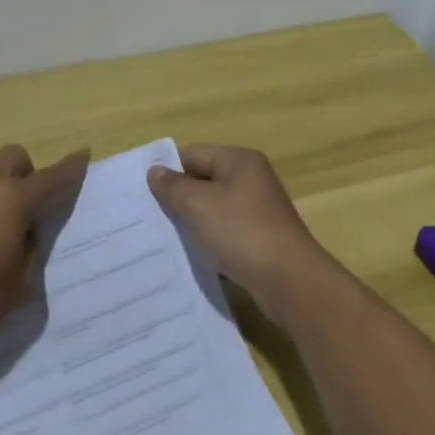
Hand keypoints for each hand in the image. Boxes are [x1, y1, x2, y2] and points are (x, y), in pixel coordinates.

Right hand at [147, 144, 338, 322]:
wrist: (289, 280)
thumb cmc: (241, 232)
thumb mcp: (198, 205)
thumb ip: (173, 186)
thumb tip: (155, 171)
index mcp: (239, 161)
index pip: (193, 154)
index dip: (169, 171)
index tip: (145, 195)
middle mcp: (251, 179)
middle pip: (204, 180)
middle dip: (180, 199)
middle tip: (152, 219)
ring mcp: (258, 210)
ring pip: (214, 209)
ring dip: (194, 223)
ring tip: (168, 240)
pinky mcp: (261, 239)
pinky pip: (226, 233)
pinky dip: (211, 242)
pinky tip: (196, 257)